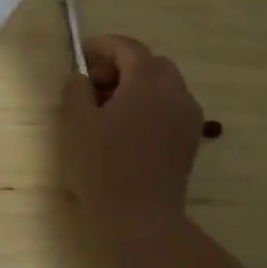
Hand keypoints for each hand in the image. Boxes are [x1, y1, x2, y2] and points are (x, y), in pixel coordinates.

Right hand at [61, 35, 203, 248]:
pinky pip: (170, 106)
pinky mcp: (190, 140)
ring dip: (136, 85)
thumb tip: (82, 76)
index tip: (80, 58)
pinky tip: (126, 127)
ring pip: (163, 84)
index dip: (102, 46)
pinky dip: (149, 104)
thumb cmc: (104, 167)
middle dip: (120, 65)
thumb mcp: (76, 122)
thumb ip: (76, 88)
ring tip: (107, 108)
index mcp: (149, 82)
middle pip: (150, 62)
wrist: (142, 220)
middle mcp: (176, 93)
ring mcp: (188, 118)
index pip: (128, 47)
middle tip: (92, 84)